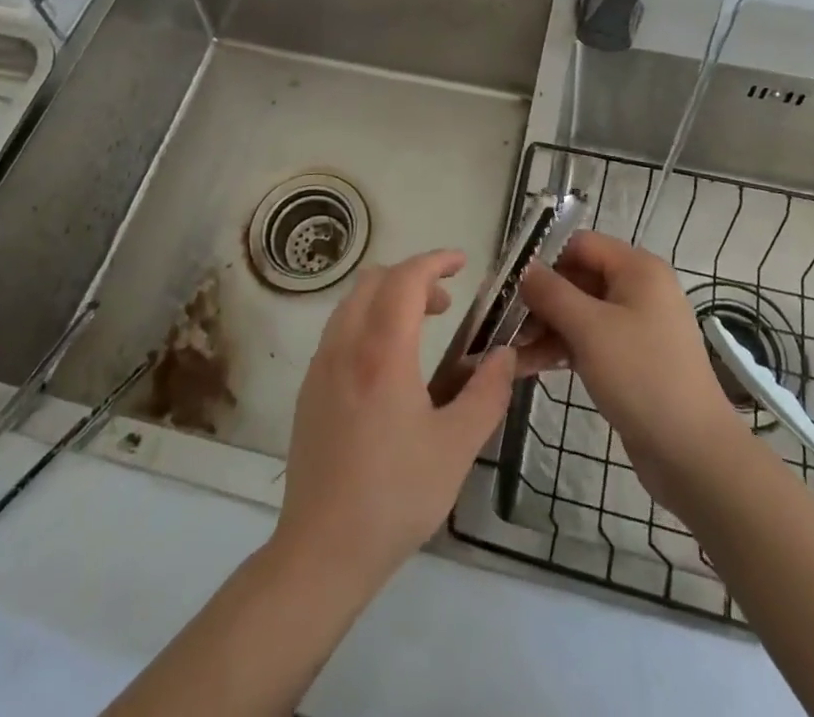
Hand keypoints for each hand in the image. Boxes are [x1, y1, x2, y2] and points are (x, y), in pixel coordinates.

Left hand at [273, 249, 517, 593]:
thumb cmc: (395, 496)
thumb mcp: (457, 447)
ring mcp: (320, 366)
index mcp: (382, 351)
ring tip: (421, 329)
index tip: (463, 264)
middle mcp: (345, 345)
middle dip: (413, 277)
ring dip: (388, 298)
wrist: (321, 552)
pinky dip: (367, 321)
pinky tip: (388, 365)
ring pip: (352, 302)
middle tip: (446, 303)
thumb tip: (504, 354)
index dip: (435, 261)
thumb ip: (487, 393)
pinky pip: (339, 330)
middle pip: (374, 280)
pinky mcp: (309, 389)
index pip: (406, 279)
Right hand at [518, 231, 746, 507]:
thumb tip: (522, 268)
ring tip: (504, 348)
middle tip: (498, 317)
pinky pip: (587, 341)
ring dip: (543, 327)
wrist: (693, 454)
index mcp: (637, 269)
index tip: (505, 279)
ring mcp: (635, 326)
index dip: (542, 257)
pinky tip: (524, 366)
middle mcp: (638, 289)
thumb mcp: (590, 329)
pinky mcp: (629, 359)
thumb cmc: (642, 377)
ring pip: (578, 313)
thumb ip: (551, 292)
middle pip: (577, 278)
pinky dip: (559, 349)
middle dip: (537, 298)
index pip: (580, 244)